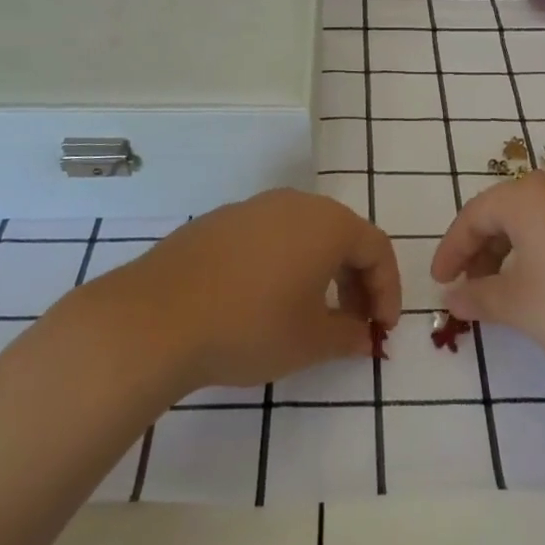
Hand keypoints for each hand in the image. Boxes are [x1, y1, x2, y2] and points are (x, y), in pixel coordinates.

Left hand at [109, 189, 400, 390]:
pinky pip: (267, 238)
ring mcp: (252, 208)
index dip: (387, 290)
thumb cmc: (251, 325)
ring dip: (319, 271)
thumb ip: (348, 336)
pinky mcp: (218, 222)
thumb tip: (363, 336)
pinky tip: (264, 301)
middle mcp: (294, 203)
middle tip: (354, 323)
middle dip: (355, 281)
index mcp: (327, 223)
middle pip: (342, 236)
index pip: (376, 248)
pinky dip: (282, 265)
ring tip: (311, 313)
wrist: (157, 317)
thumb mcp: (310, 341)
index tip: (383, 329)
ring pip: (303, 235)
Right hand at [431, 172, 544, 368]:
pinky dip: (544, 254)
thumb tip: (452, 296)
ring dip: (512, 254)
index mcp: (525, 196)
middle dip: (481, 253)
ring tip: (509, 293)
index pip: (472, 216)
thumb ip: (479, 297)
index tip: (440, 283)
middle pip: (504, 214)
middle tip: (471, 290)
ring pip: (535, 222)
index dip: (451, 251)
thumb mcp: (519, 305)